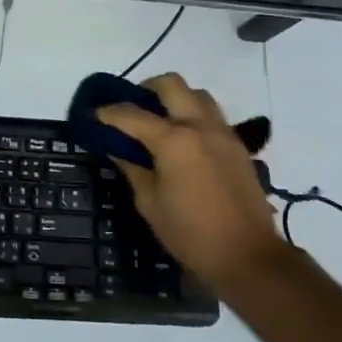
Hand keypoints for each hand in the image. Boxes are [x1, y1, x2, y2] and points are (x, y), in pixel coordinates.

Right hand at [97, 73, 283, 294]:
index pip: (132, 114)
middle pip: (171, 84)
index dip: (108, 112)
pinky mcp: (238, 146)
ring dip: (176, 99)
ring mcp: (223, 133)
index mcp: (173, 140)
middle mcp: (200, 126)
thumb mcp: (149, 203)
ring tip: (160, 121)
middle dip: (146, 88)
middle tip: (133, 107)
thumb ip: (132, 168)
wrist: (248, 256)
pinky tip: (184, 142)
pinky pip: (213, 116)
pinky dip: (194, 116)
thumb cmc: (190, 233)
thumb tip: (118, 148)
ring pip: (197, 95)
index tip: (94, 115)